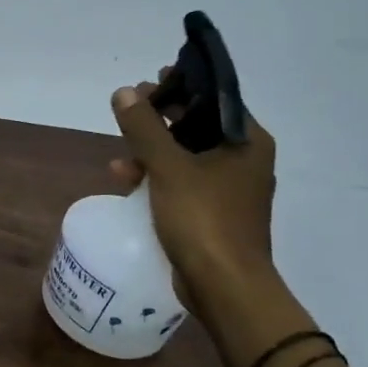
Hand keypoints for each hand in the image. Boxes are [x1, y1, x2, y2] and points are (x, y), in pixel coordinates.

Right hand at [109, 71, 277, 309]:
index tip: (150, 80)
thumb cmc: (203, 219)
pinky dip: (157, 176)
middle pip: (197, 125)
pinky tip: (126, 178)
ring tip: (120, 149)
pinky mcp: (212, 212)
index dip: (182, 85)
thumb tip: (123, 92)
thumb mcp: (168, 168)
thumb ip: (144, 128)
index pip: (214, 97)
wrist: (224, 286)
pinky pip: (182, 181)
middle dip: (161, 118)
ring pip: (186, 155)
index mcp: (246, 141)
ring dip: (153, 149)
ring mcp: (228, 188)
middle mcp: (243, 159)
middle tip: (129, 108)